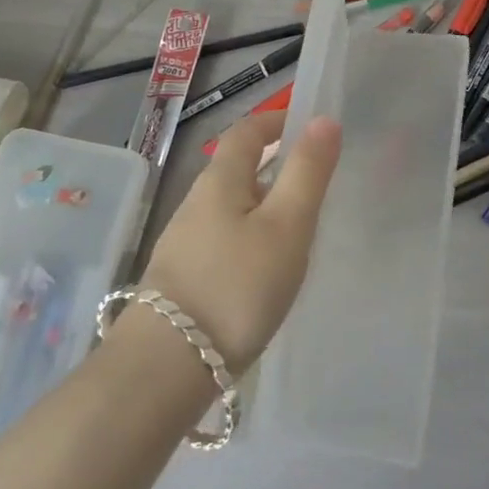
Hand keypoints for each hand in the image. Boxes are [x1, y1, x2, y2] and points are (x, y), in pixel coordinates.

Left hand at [137, 111, 342, 373]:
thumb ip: (307, 172)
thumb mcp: (286, 226)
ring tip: (296, 230)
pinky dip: (248, 238)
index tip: (307, 125)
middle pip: (236, 169)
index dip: (276, 120)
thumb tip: (323, 119)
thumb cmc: (236, 286)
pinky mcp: (180, 279)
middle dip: (273, 166)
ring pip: (229, 207)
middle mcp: (195, 203)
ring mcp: (183, 242)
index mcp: (220, 180)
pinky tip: (263, 271)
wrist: (165, 369)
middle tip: (313, 182)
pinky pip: (222, 240)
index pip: (247, 131)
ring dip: (261, 206)